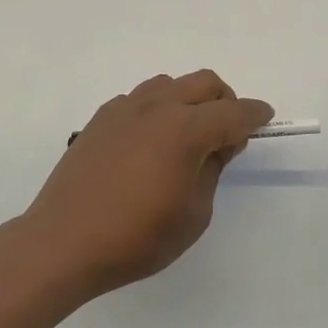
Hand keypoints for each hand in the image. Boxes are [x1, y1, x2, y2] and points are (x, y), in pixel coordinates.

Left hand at [22, 70, 272, 296]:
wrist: (62, 243)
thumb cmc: (135, 237)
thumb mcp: (193, 214)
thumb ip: (212, 170)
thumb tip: (218, 144)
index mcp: (186, 129)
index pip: (233, 112)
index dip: (255, 114)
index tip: (266, 118)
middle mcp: (158, 107)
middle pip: (204, 83)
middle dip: (225, 100)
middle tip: (227, 132)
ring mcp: (125, 108)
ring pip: (170, 84)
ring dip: (189, 100)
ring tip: (186, 135)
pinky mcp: (101, 119)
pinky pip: (140, 99)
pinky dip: (157, 109)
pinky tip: (149, 142)